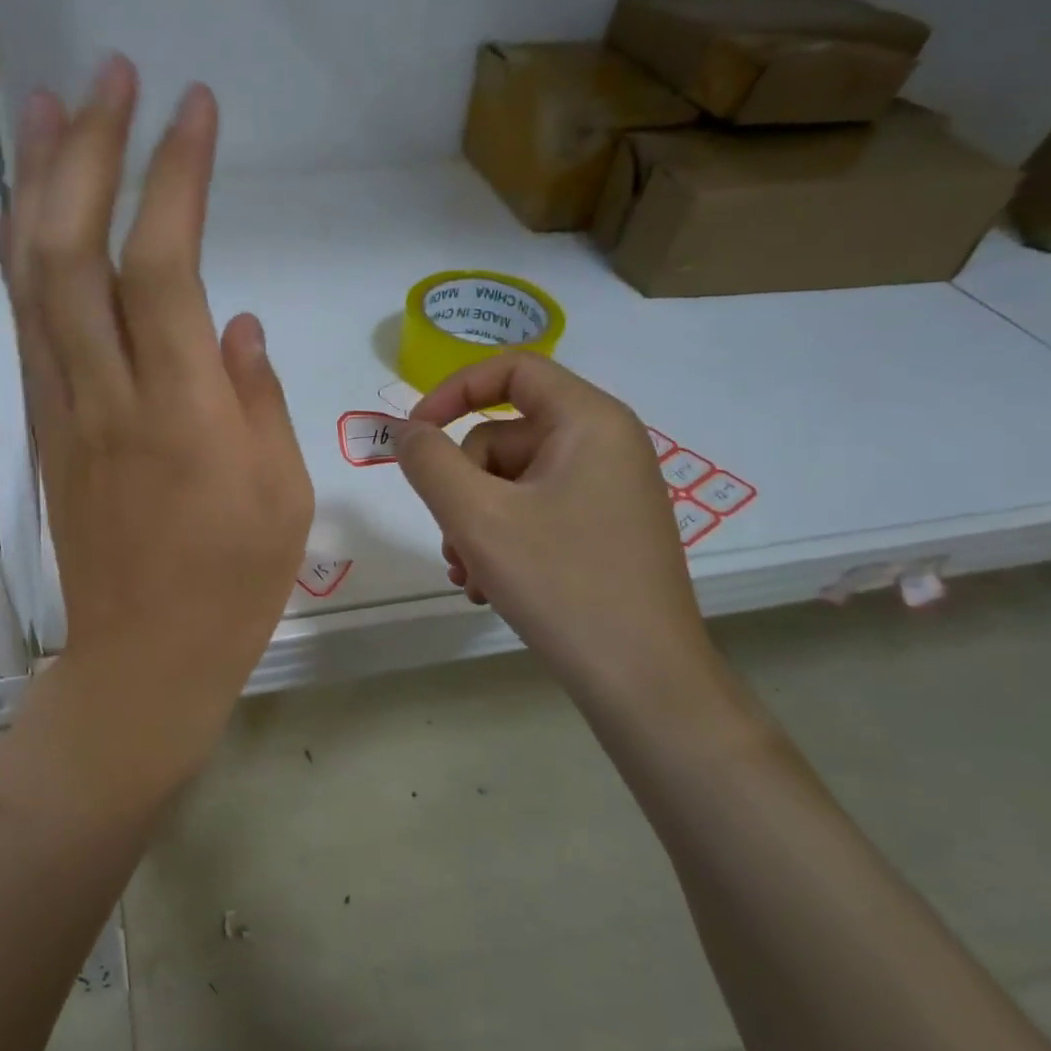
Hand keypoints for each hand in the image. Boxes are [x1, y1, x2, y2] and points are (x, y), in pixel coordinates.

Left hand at [0, 55, 312, 744]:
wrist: (143, 659)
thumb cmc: (232, 586)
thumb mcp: (282, 494)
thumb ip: (257, 396)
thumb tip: (231, 323)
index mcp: (181, 412)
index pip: (163, 265)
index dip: (174, 177)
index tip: (194, 107)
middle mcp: (107, 396)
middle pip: (73, 250)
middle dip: (88, 150)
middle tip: (108, 75)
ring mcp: (63, 412)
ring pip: (32, 280)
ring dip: (37, 185)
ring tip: (49, 106)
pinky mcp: (44, 432)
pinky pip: (28, 328)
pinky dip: (25, 257)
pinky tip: (31, 212)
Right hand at [394, 353, 712, 702]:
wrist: (643, 680)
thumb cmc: (562, 584)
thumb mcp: (477, 518)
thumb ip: (429, 463)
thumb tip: (407, 432)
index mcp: (589, 422)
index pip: (512, 370)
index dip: (452, 392)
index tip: (413, 435)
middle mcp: (605, 446)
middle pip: (503, 439)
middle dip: (462, 490)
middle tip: (452, 543)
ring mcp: (607, 492)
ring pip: (511, 485)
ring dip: (475, 525)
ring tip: (470, 576)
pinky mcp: (604, 531)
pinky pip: (535, 515)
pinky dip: (502, 543)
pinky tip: (490, 588)